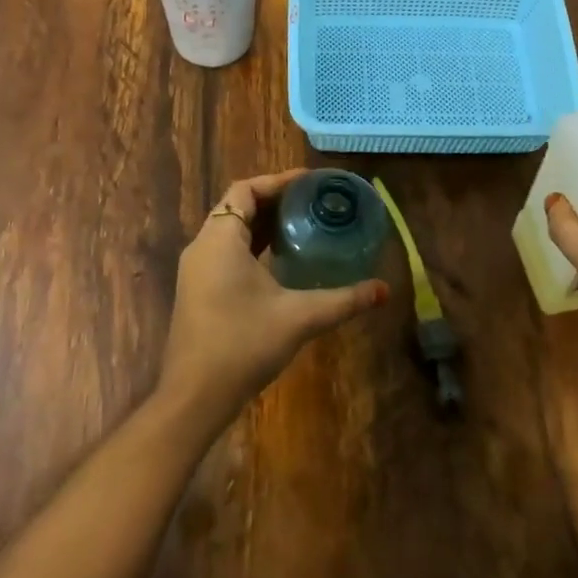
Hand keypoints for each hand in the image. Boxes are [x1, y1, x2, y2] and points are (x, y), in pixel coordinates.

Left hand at [159, 170, 389, 434]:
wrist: (194, 397)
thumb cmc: (242, 345)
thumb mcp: (299, 318)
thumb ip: (343, 300)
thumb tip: (383, 290)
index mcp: (220, 239)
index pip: (245, 190)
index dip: (278, 181)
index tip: (312, 183)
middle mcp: (202, 247)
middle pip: (237, 207)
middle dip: (275, 201)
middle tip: (314, 203)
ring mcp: (196, 270)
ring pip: (230, 230)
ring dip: (263, 224)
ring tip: (303, 226)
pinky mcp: (197, 290)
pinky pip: (225, 252)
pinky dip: (252, 246)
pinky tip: (280, 262)